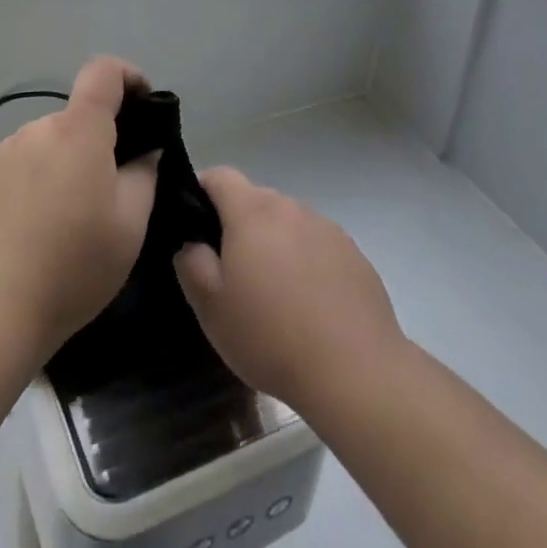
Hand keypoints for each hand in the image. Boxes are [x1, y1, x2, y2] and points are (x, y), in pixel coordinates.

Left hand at [0, 58, 159, 366]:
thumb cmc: (72, 266)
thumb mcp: (129, 226)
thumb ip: (144, 174)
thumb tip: (144, 150)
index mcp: (77, 130)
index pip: (103, 71)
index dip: (129, 76)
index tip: (144, 106)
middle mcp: (36, 130)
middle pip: (76, 119)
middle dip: (99, 144)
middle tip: (113, 194)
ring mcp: (1, 155)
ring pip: (47, 146)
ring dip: (65, 167)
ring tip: (71, 224)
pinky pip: (20, 170)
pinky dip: (36, 187)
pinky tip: (35, 236)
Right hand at [174, 167, 405, 411]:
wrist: (355, 371)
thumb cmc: (271, 336)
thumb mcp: (210, 307)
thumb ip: (191, 262)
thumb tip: (192, 242)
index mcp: (252, 212)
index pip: (219, 176)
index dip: (202, 192)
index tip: (196, 226)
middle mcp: (290, 207)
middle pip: (255, 199)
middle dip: (239, 225)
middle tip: (234, 272)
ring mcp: (327, 228)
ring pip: (288, 223)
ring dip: (276, 243)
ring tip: (275, 294)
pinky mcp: (354, 254)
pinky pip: (318, 245)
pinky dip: (307, 262)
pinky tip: (310, 306)